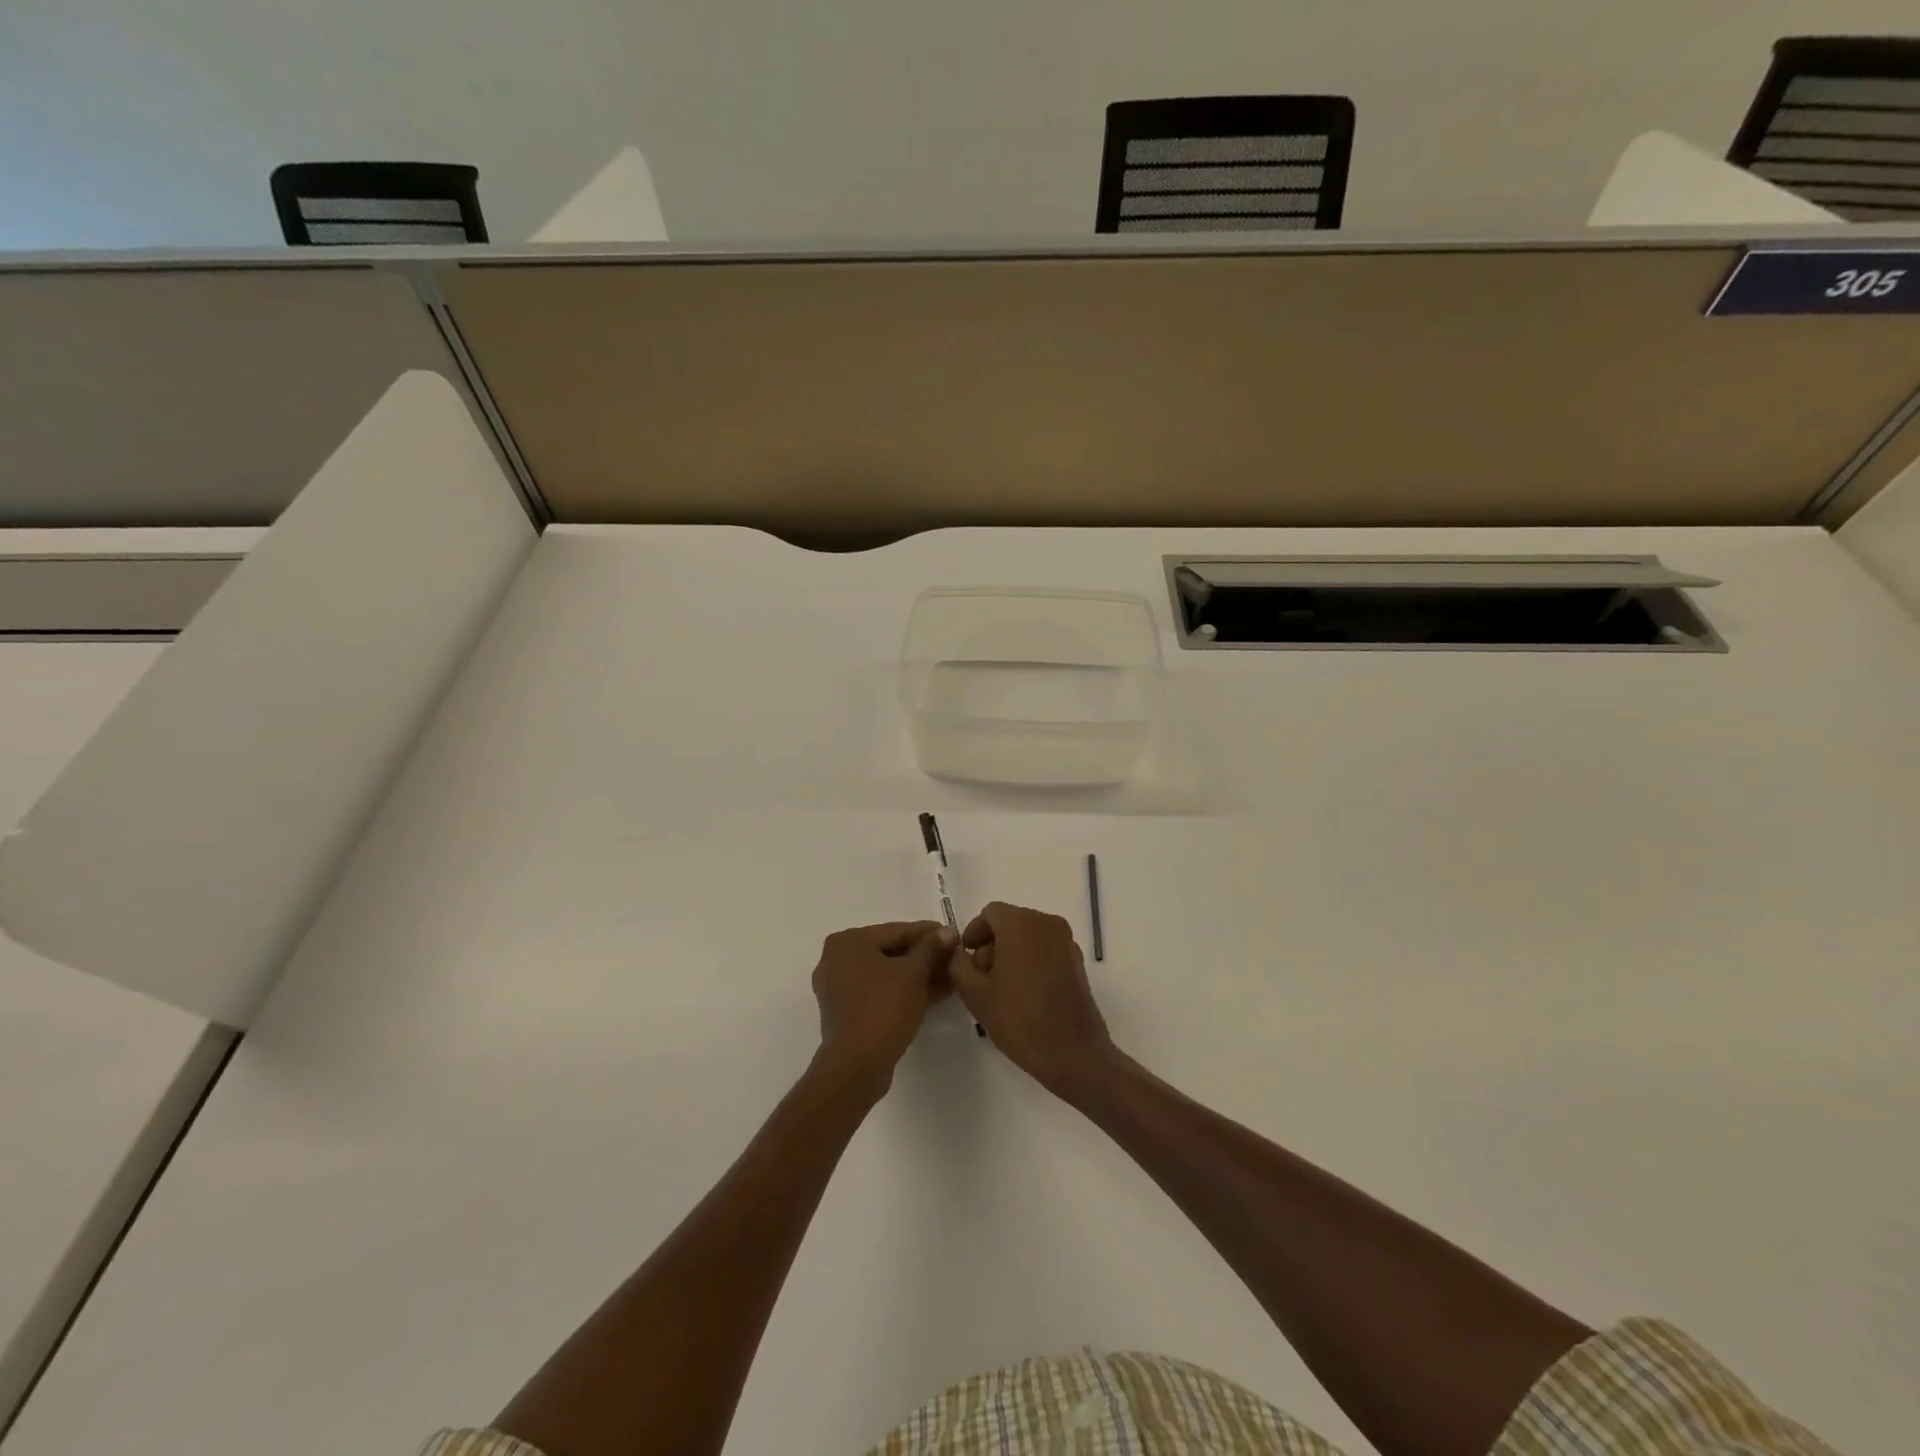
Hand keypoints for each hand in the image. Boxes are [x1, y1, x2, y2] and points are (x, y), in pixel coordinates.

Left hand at [811, 921, 956, 1089]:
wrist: (857, 1065)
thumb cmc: (884, 1007)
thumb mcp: (914, 973)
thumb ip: (931, 948)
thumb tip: (947, 932)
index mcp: (848, 942)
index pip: (897, 931)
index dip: (930, 933)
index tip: (955, 936)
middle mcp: (838, 960)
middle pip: (891, 952)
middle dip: (926, 957)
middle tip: (955, 958)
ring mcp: (840, 988)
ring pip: (887, 974)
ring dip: (919, 975)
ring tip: (952, 977)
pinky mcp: (847, 1013)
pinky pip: (881, 993)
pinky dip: (905, 991)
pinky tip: (935, 993)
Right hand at [947, 902, 1116, 1095]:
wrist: (1073, 1053)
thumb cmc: (1019, 1019)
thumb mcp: (974, 993)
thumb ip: (958, 964)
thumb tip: (959, 952)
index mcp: (1021, 923)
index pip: (990, 913)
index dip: (974, 932)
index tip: (966, 958)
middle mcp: (1046, 923)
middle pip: (1010, 922)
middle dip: (992, 944)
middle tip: (981, 977)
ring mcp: (1066, 941)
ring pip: (1029, 935)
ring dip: (1011, 952)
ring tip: (1002, 988)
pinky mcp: (1077, 960)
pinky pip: (1046, 948)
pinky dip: (1031, 960)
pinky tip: (1025, 992)